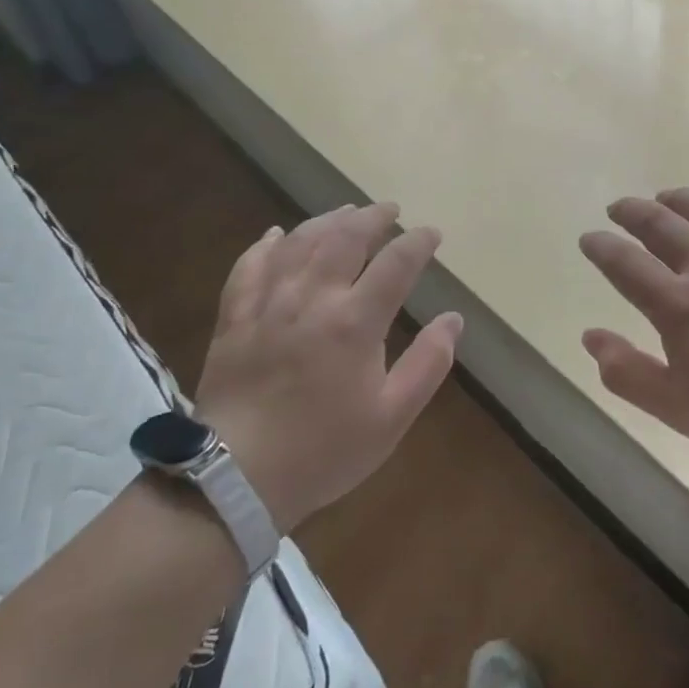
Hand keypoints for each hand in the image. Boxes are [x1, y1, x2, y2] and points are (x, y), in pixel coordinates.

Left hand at [195, 203, 460, 534]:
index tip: (432, 234)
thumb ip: (428, 364)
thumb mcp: (392, 417)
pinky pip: (249, 266)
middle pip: (345, 238)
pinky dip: (266, 245)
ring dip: (327, 221)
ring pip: (299, 243)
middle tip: (391, 210)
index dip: (418, 243)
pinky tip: (277, 235)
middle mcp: (312, 299)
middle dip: (373, 218)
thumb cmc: (325, 450)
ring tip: (346, 211)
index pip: (395, 264)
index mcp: (355, 322)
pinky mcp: (234, 317)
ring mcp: (268, 304)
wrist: (237, 476)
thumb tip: (454, 319)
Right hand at [578, 189, 688, 474]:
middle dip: (633, 212)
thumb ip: (627, 372)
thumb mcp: (678, 408)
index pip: (625, 263)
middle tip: (619, 208)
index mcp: (678, 305)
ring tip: (665, 197)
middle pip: (662, 223)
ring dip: (679, 199)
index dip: (601, 247)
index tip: (589, 238)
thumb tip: (591, 336)